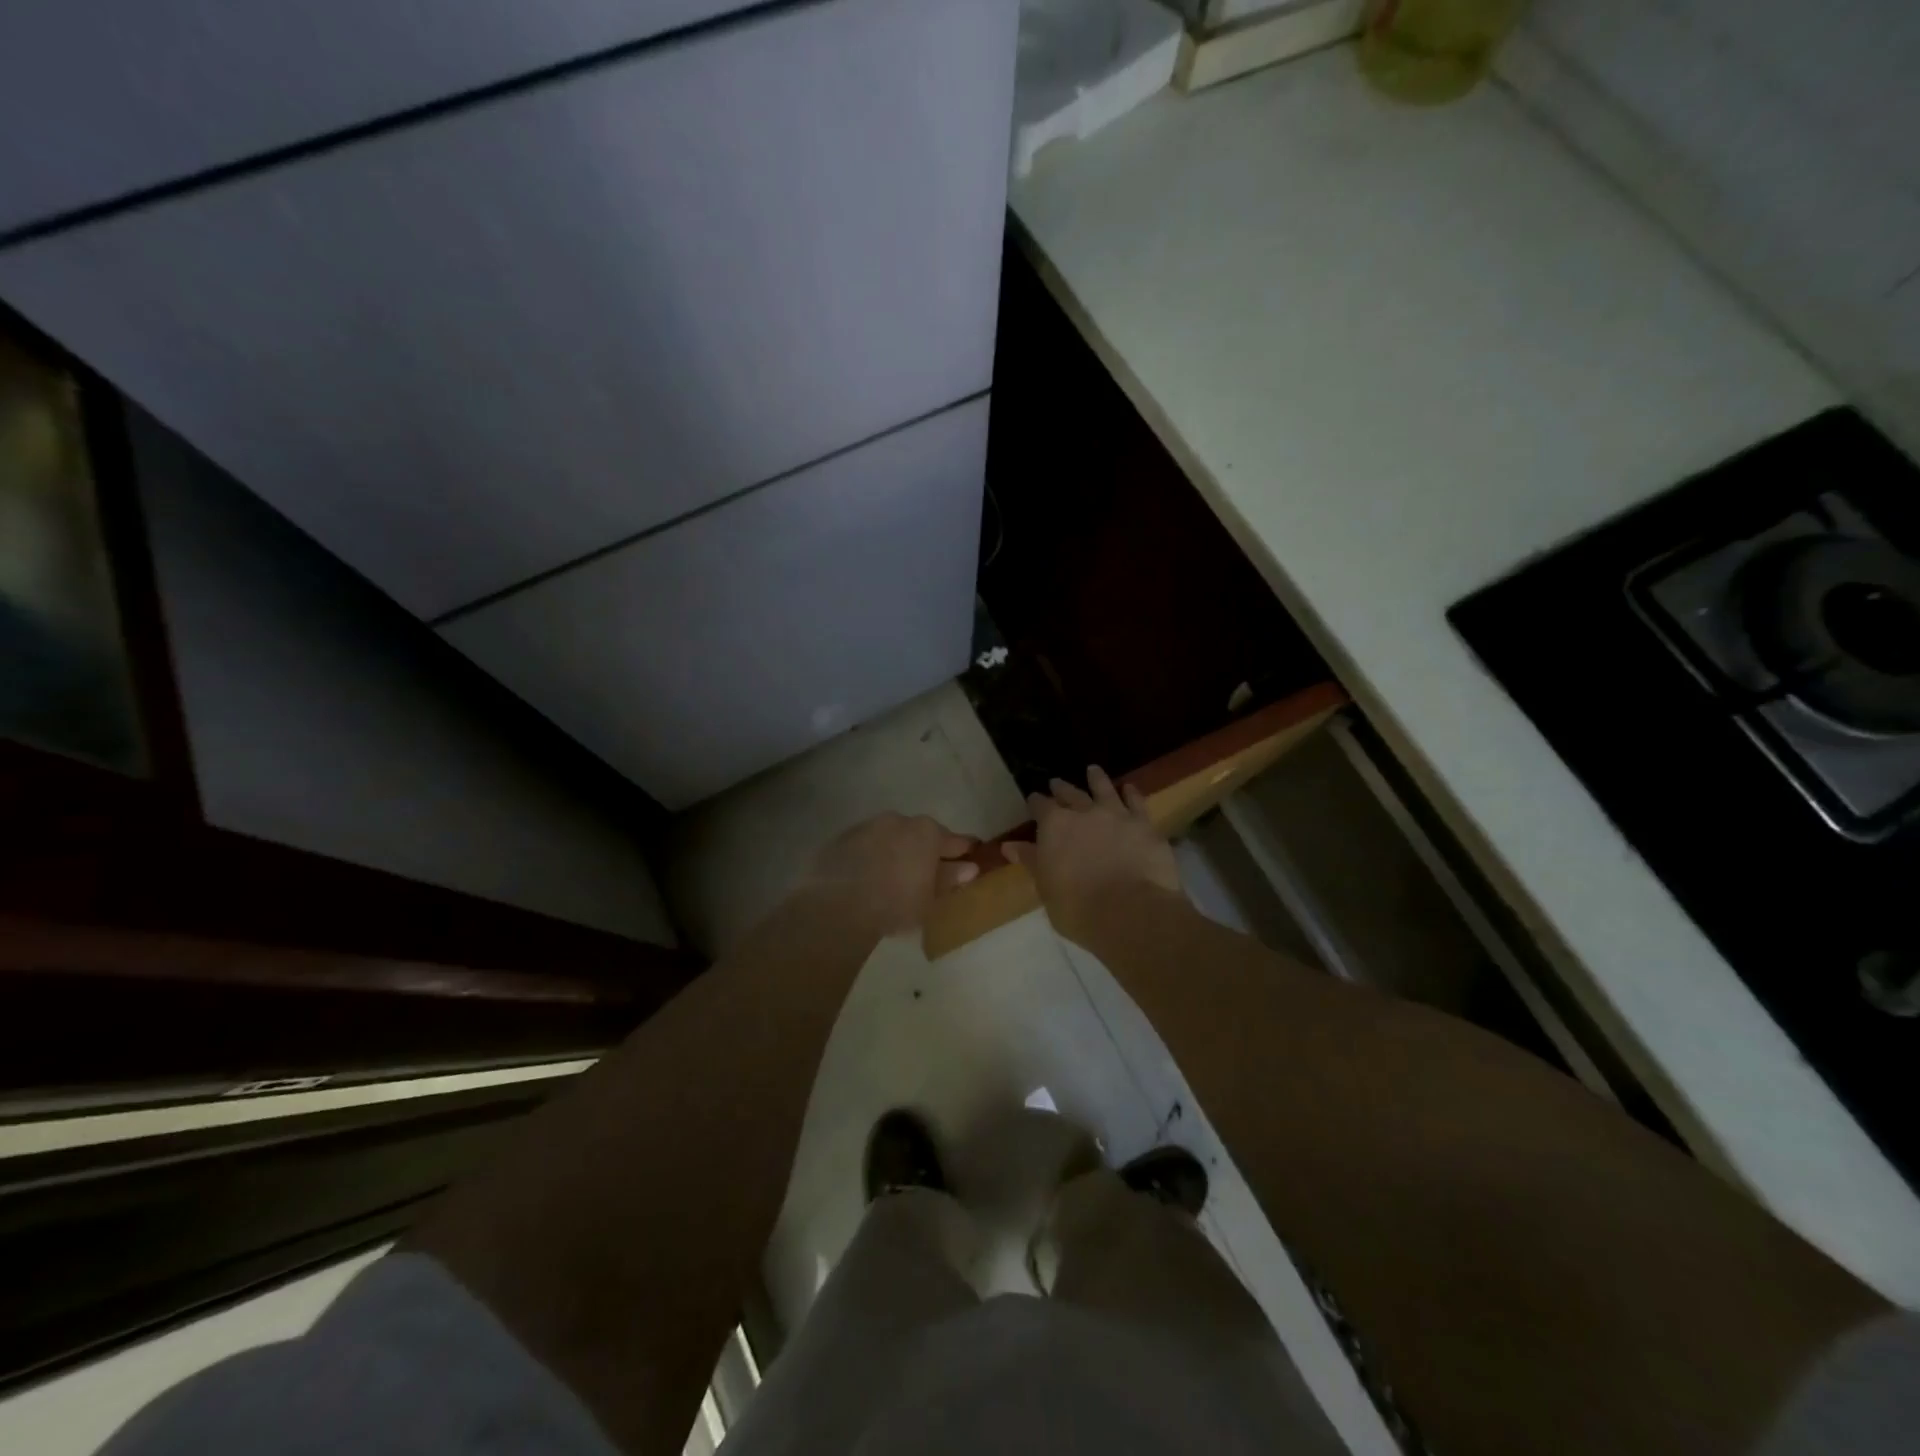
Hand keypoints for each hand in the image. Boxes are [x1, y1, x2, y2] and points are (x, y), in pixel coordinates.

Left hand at [803, 813, 980, 935]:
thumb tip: (968, 868)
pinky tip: (869, 877)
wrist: (837, 906)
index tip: (970, 855)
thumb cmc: (896, 903)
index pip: (953, 840)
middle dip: (925, 850)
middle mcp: (898, 820)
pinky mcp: (841, 839)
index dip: (963, 850)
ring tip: (895, 876)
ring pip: (890, 837)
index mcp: (927, 832)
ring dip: (896, 851)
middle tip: (928, 871)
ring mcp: (867, 826)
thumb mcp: (930, 898)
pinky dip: (871, 857)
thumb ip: (949, 879)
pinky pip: (865, 847)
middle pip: (919, 834)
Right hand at [1005, 767, 1183, 947]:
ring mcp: (1116, 815)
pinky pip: (1136, 802)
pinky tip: (1129, 788)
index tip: (1033, 800)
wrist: (1131, 913)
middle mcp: (1084, 812)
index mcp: (1054, 826)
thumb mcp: (1046, 888)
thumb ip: (1031, 861)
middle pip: (1070, 793)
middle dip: (1061, 788)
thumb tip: (1009, 846)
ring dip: (1096, 779)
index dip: (1035, 802)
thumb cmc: (1078, 908)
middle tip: (1056, 783)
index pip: (1040, 806)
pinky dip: (1131, 793)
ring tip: (1093, 770)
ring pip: (1104, 788)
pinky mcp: (1144, 824)